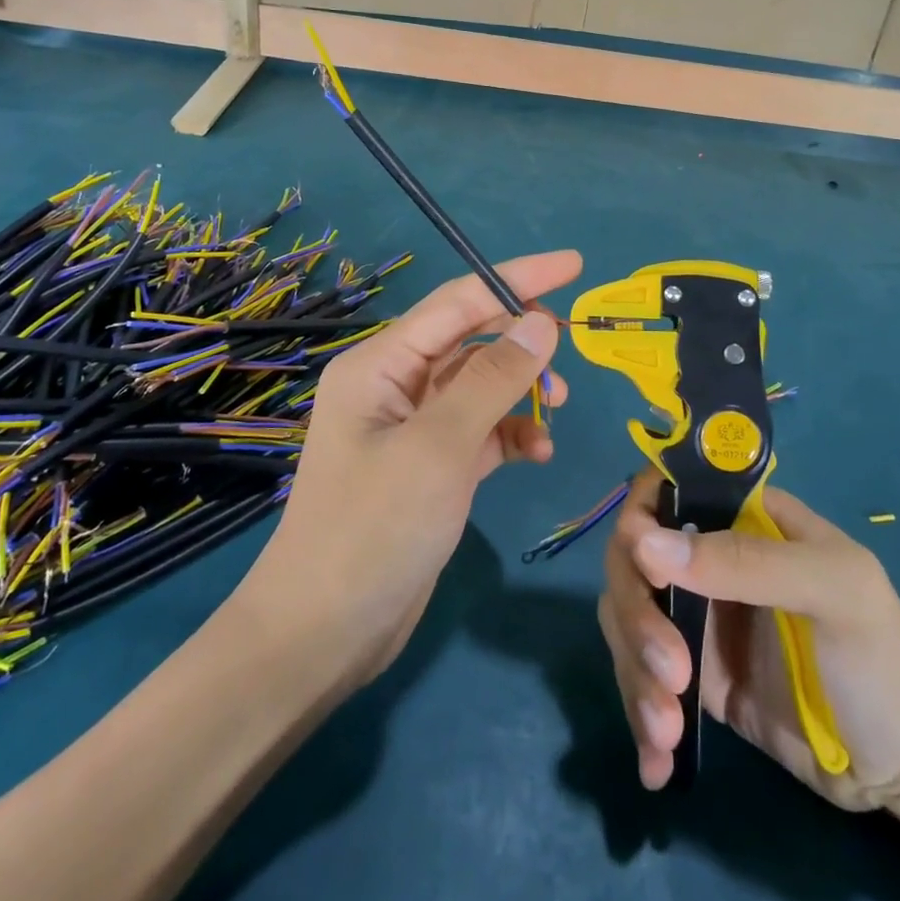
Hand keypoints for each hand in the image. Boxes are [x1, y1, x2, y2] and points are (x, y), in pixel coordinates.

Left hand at [246, 251, 580, 684]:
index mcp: (381, 363)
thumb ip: (494, 379)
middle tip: (568, 358)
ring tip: (555, 412)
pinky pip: (482, 429)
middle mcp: (395, 384)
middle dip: (522, 343)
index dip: (518, 279)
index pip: (458, 301)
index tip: (574, 265)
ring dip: (521, 393)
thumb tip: (542, 322)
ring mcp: (413, 426)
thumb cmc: (374, 528)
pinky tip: (538, 454)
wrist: (325, 635)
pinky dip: (512, 434)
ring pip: (481, 385)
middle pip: (471, 340)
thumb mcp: (440, 447)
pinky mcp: (432, 465)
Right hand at [599, 471, 899, 810]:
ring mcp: (701, 619)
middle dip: (638, 616)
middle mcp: (711, 558)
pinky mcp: (699, 677)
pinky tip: (655, 764)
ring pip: (629, 619)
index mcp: (743, 519)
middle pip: (634, 559)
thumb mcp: (832, 590)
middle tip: (670, 675)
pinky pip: (645, 678)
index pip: (667, 492)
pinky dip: (639, 717)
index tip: (641, 565)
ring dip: (635, 674)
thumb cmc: (882, 655)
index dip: (640, 518)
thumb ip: (747, 562)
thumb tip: (645, 544)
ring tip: (666, 734)